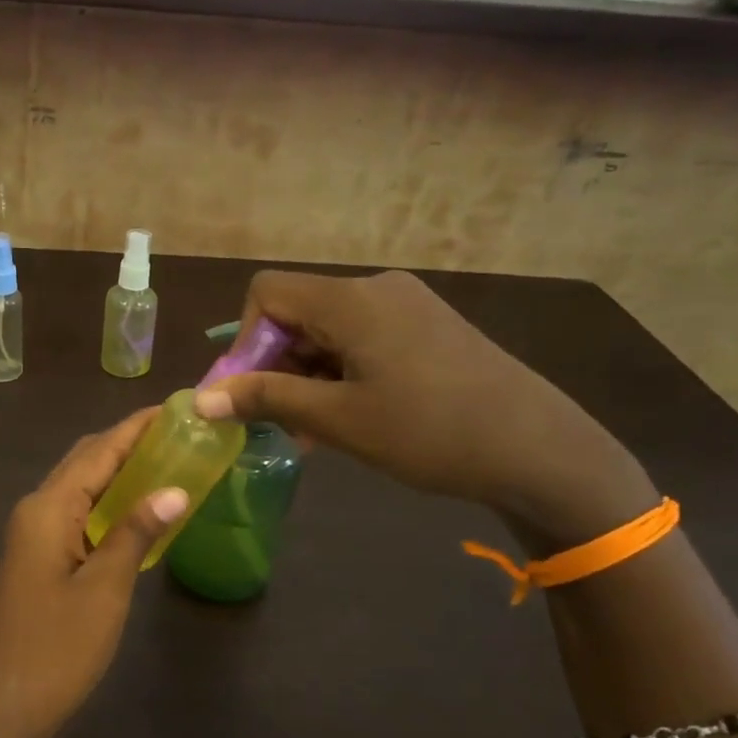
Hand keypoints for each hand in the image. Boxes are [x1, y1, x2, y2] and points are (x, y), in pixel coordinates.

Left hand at [0, 409, 188, 737]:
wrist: (7, 706)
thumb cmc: (57, 646)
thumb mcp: (106, 587)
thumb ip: (137, 532)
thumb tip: (175, 490)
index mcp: (48, 507)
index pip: (98, 451)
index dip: (136, 428)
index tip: (175, 408)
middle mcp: (36, 510)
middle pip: (85, 461)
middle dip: (128, 443)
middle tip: (179, 435)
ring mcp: (34, 536)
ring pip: (81, 488)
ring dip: (119, 472)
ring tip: (168, 462)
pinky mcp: (40, 559)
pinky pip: (78, 515)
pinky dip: (109, 503)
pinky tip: (138, 510)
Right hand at [194, 270, 654, 545]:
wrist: (538, 449)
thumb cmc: (428, 432)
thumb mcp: (337, 419)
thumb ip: (265, 399)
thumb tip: (199, 399)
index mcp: (351, 299)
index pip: (266, 293)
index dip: (245, 341)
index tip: (253, 393)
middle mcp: (377, 288)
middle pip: (297, 311)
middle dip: (277, 364)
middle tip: (283, 422)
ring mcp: (407, 306)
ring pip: (328, 329)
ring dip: (308, 375)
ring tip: (318, 430)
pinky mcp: (427, 327)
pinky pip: (362, 339)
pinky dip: (341, 372)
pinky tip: (353, 416)